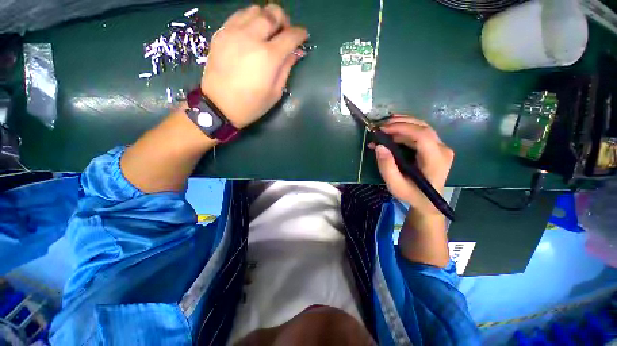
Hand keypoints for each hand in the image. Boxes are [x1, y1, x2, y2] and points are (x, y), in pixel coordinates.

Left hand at [201, 5, 307, 128]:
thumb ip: (286, 69)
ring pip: (255, 9)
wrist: (219, 105)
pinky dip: (249, 19)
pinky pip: (238, 15)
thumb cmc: (252, 104)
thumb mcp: (275, 93)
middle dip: (283, 19)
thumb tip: (295, 53)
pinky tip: (251, 32)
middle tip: (284, 31)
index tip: (303, 36)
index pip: (290, 36)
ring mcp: (234, 32)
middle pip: (273, 13)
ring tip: (267, 31)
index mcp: (269, 57)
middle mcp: (252, 38)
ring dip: (266, 17)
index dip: (300, 34)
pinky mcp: (221, 33)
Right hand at [371, 115, 453, 215]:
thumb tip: (379, 146)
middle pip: (422, 127)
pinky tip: (392, 129)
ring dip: (401, 123)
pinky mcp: (435, 146)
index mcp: (436, 160)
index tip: (382, 129)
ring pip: (421, 127)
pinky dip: (404, 129)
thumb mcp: (395, 185)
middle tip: (379, 126)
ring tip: (383, 127)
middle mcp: (442, 149)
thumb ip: (386, 167)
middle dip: (399, 123)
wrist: (428, 202)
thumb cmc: (411, 194)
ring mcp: (441, 146)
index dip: (402, 128)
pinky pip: (420, 132)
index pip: (422, 135)